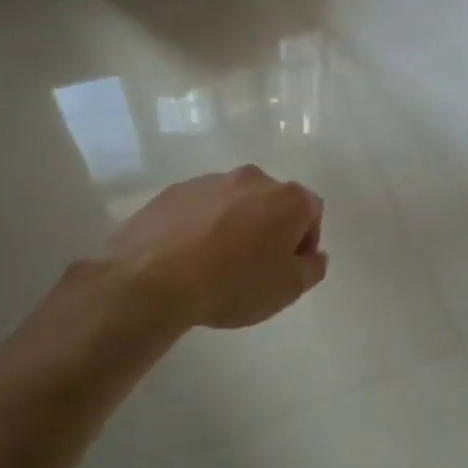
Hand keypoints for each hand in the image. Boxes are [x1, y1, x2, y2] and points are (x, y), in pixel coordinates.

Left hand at [107, 166, 327, 329]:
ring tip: (217, 263)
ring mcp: (208, 181)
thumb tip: (313, 255)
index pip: (312, 210)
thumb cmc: (234, 284)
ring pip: (234, 202)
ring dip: (235, 226)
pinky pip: (199, 208)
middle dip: (270, 228)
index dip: (305, 241)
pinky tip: (188, 257)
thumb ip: (312, 268)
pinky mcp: (173, 191)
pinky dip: (201, 226)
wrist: (153, 280)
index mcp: (286, 198)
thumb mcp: (288, 289)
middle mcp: (251, 179)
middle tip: (256, 266)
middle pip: (272, 202)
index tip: (289, 267)